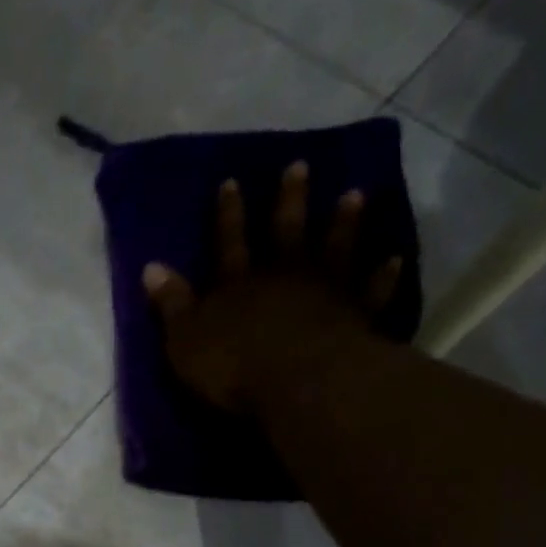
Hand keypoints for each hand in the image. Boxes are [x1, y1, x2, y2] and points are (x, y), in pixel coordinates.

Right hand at [142, 163, 404, 412]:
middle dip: (290, 199)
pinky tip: (394, 257)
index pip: (228, 242)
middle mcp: (282, 276)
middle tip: (301, 164)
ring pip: (334, 248)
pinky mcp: (355, 315)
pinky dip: (382, 275)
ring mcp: (323, 291)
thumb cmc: (232, 366)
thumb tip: (151, 267)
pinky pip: (371, 290)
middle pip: (285, 231)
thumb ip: (171, 304)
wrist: (296, 381)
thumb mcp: (185, 340)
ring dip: (344, 222)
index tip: (232, 181)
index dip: (228, 214)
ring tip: (354, 193)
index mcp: (237, 284)